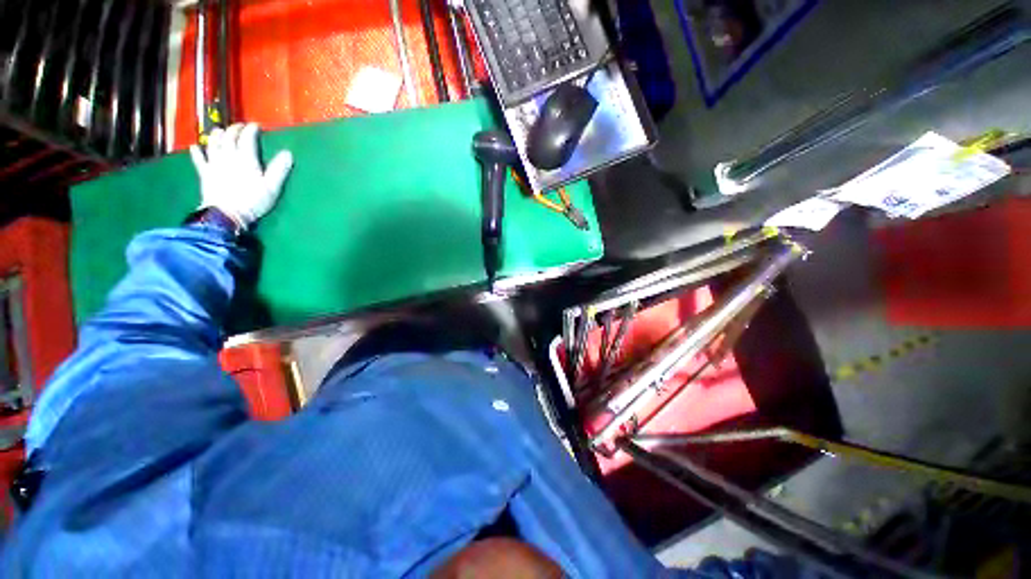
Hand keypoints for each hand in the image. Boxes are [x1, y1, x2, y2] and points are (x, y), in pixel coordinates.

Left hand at [189, 123, 293, 228]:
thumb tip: (288, 153)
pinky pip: (198, 159)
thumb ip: (279, 169)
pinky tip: (196, 147)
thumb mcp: (272, 187)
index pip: (247, 138)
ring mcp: (214, 164)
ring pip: (213, 144)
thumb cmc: (253, 201)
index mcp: (245, 158)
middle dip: (234, 129)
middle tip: (239, 127)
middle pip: (228, 137)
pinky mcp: (205, 173)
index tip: (255, 126)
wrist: (227, 214)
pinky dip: (197, 151)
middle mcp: (228, 156)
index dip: (251, 130)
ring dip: (216, 135)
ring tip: (219, 131)